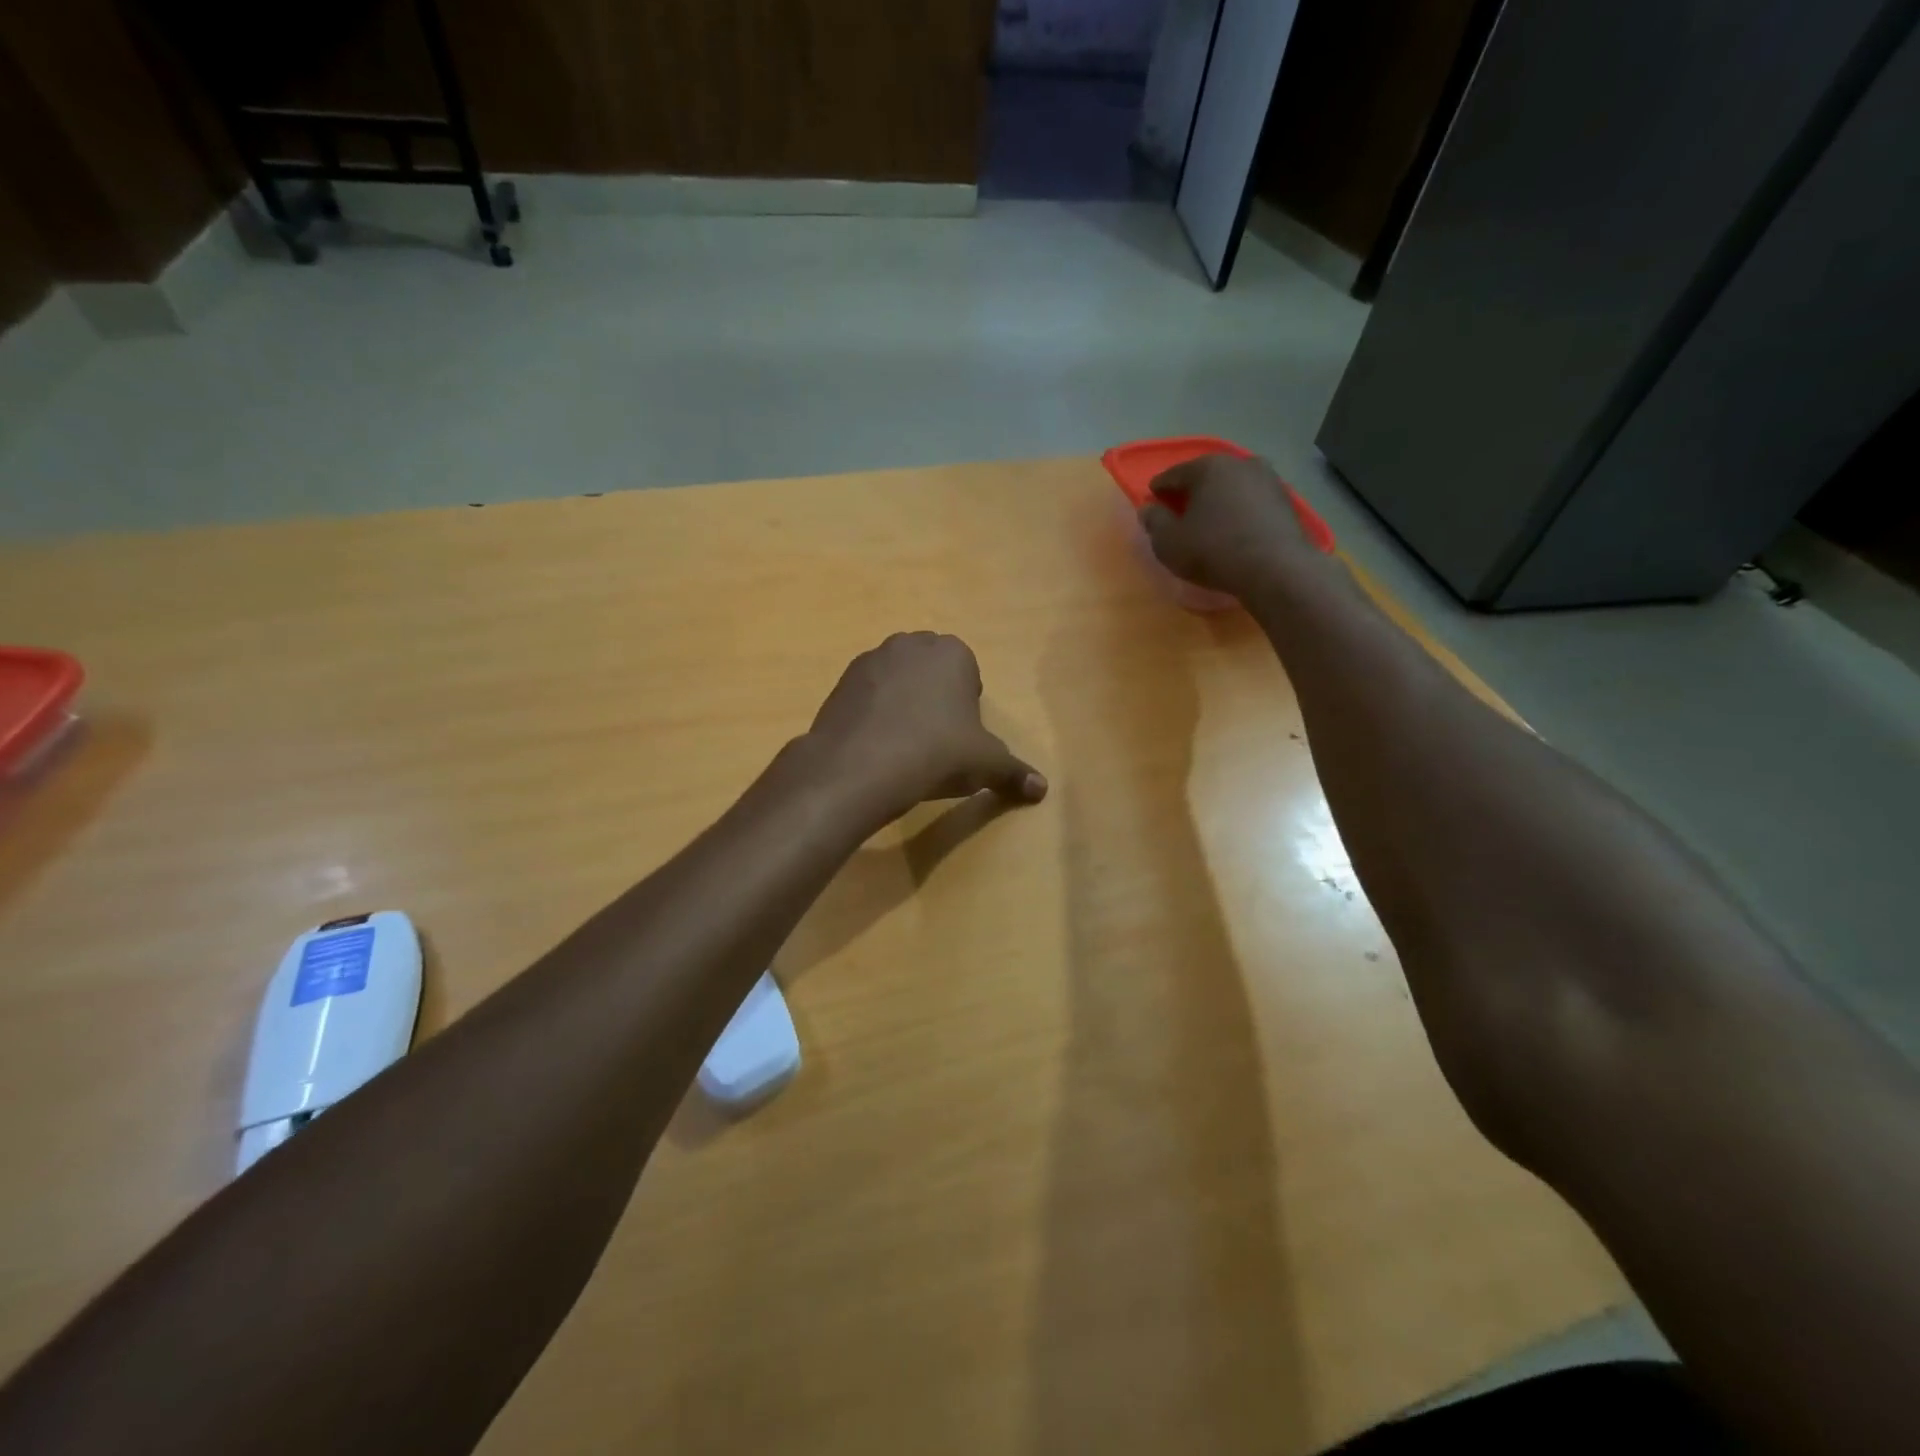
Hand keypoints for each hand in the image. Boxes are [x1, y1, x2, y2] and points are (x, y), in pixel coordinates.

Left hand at [805, 633, 1046, 822]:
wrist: (859, 767)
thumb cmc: (936, 753)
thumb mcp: (986, 765)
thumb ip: (1015, 772)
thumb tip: (1042, 789)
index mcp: (952, 652)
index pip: (969, 675)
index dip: (968, 708)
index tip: (962, 738)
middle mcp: (910, 644)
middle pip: (932, 674)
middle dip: (936, 700)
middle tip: (936, 742)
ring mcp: (871, 659)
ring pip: (898, 681)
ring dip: (903, 705)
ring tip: (903, 747)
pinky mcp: (840, 681)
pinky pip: (868, 695)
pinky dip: (874, 714)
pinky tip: (875, 747)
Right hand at [1140, 453, 1332, 601]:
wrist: (1275, 568)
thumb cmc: (1213, 551)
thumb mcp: (1169, 542)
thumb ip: (1154, 522)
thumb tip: (1148, 508)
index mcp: (1208, 467)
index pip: (1173, 474)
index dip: (1159, 489)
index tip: (1152, 502)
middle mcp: (1239, 463)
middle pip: (1206, 476)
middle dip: (1191, 492)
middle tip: (1179, 511)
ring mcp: (1268, 479)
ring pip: (1232, 487)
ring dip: (1219, 500)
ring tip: (1209, 521)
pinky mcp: (1285, 500)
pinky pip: (1252, 501)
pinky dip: (1240, 511)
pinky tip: (1235, 529)